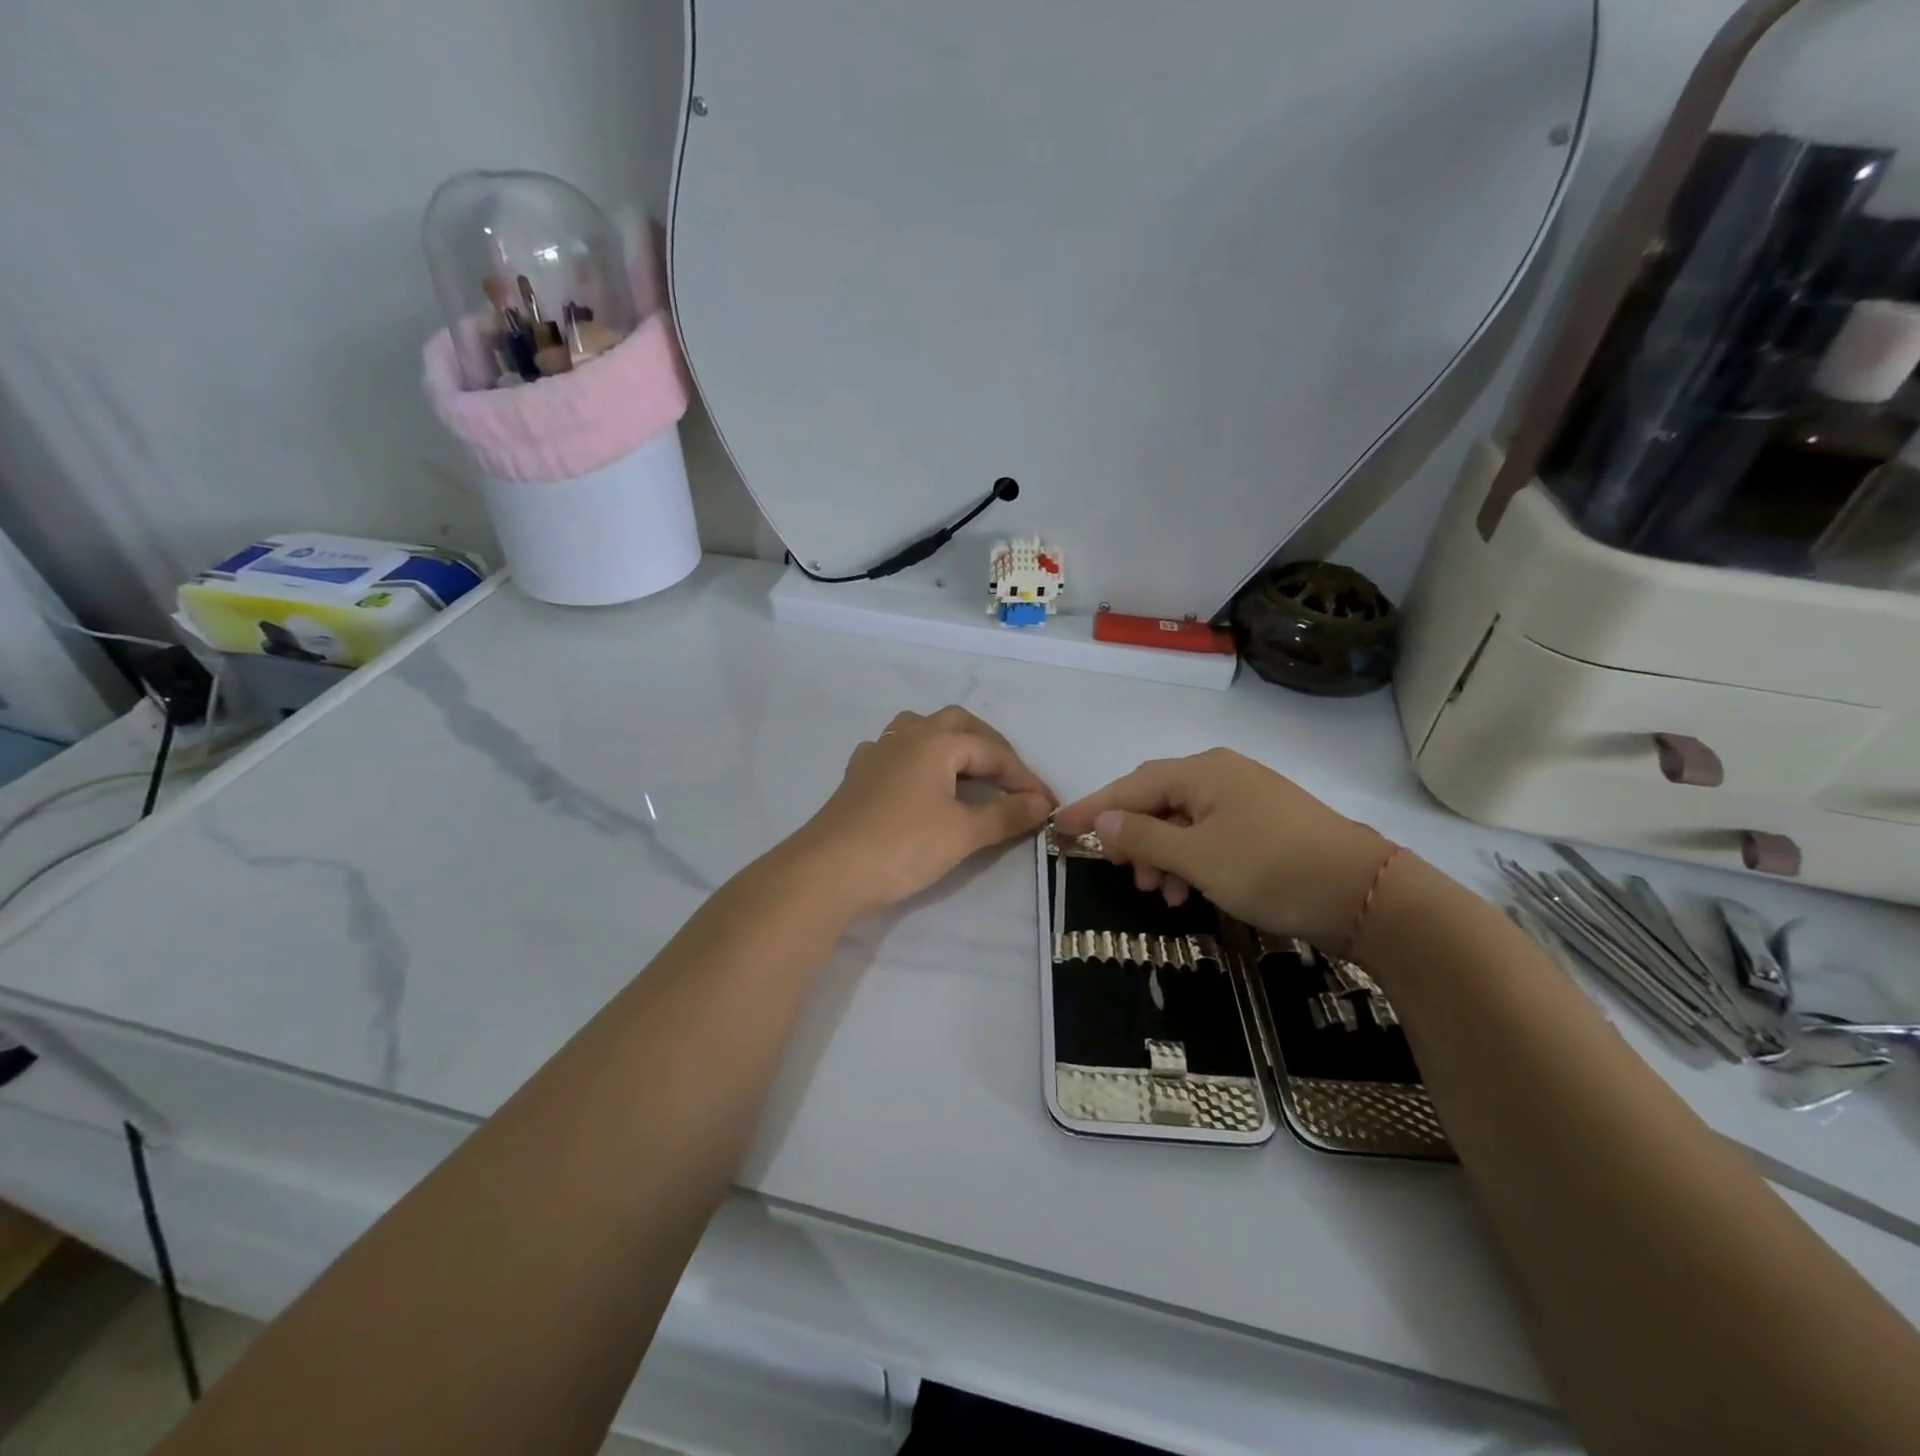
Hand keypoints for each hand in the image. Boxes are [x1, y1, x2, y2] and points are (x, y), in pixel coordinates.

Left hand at [791, 706, 1055, 916]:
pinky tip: (919, 782)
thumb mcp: (963, 833)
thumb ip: (1005, 815)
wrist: (827, 871)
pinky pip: (895, 751)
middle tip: (1010, 778)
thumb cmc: (901, 846)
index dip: (1024, 777)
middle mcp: (906, 737)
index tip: (1046, 805)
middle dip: (990, 746)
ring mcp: (876, 754)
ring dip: (950, 743)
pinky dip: (919, 759)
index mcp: (935, 742)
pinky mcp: (857, 776)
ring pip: (920, 730)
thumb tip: (1040, 804)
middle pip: (957, 724)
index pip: (992, 751)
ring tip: (967, 770)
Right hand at [1053, 748, 1392, 950]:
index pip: (1131, 786)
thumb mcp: (1196, 858)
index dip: (1094, 808)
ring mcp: (1248, 799)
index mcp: (1202, 772)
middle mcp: (1222, 775)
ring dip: (1162, 855)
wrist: (1366, 894)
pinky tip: (1191, 890)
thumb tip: (1103, 821)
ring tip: (1159, 893)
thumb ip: (1143, 838)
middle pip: (1157, 801)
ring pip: (1184, 822)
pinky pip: (1211, 835)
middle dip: (1133, 837)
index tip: (1060, 827)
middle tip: (1119, 872)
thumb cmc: (1270, 868)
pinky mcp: (1267, 825)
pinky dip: (1191, 861)